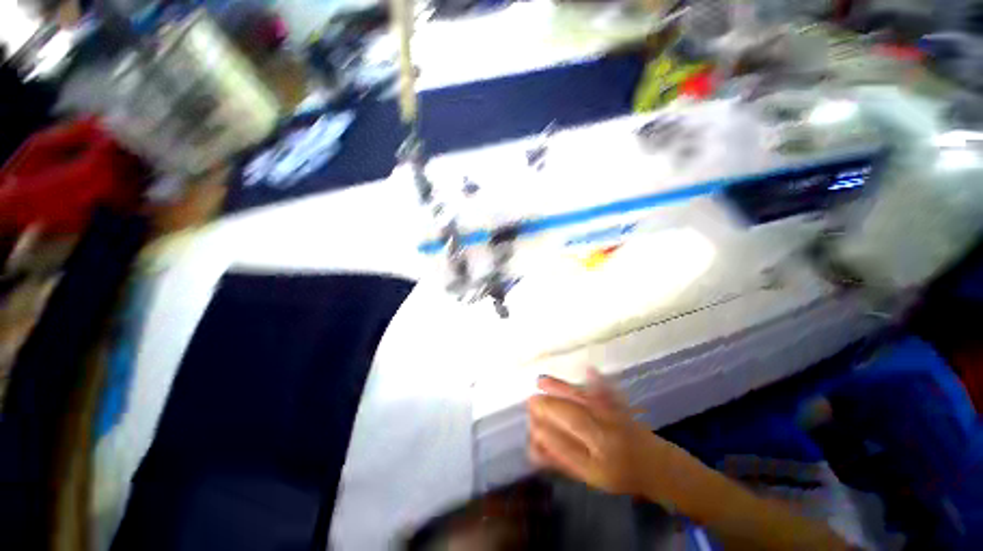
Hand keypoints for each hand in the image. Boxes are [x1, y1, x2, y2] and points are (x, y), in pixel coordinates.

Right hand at [527, 369, 679, 496]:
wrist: (658, 467)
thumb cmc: (620, 475)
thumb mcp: (589, 476)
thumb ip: (562, 461)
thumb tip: (533, 447)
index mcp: (598, 467)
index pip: (566, 448)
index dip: (545, 434)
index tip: (530, 423)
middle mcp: (610, 445)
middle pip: (575, 420)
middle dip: (549, 407)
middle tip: (530, 400)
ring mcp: (620, 426)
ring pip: (588, 404)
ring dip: (563, 389)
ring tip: (541, 381)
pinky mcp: (626, 412)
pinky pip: (610, 396)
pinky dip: (599, 383)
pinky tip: (590, 371)